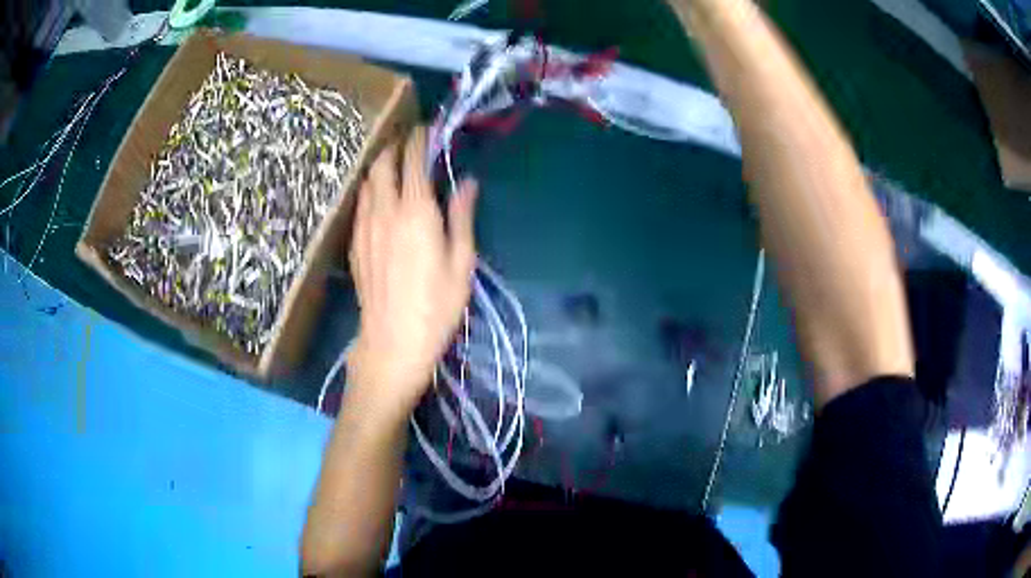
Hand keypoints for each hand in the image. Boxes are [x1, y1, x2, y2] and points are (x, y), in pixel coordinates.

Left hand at [347, 127, 478, 415]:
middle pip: (382, 163)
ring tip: (394, 166)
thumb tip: (467, 182)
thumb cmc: (436, 305)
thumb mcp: (461, 262)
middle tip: (410, 143)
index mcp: (416, 212)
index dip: (420, 139)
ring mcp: (365, 226)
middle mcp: (385, 211)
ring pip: (367, 181)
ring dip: (380, 165)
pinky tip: (379, 198)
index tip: (427, 129)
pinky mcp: (355, 243)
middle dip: (395, 145)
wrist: (392, 341)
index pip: (413, 160)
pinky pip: (360, 203)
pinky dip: (370, 189)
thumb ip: (462, 216)